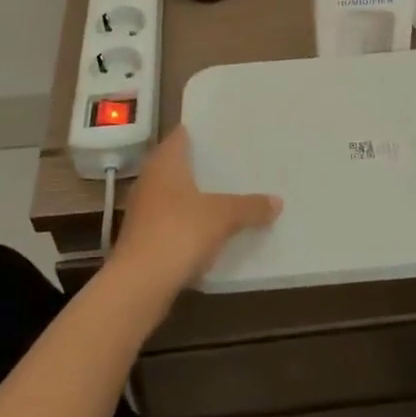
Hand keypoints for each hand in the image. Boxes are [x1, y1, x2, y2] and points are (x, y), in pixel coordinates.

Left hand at [112, 128, 281, 293]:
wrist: (138, 284)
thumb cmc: (179, 232)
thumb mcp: (223, 217)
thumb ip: (250, 207)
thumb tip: (277, 201)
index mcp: (165, 163)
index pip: (181, 135)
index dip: (201, 132)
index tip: (225, 133)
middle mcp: (150, 180)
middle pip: (178, 165)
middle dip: (203, 165)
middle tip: (234, 163)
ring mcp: (143, 210)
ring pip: (174, 194)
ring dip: (196, 196)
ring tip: (228, 195)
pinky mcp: (143, 238)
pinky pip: (172, 221)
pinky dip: (189, 222)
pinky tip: (211, 230)